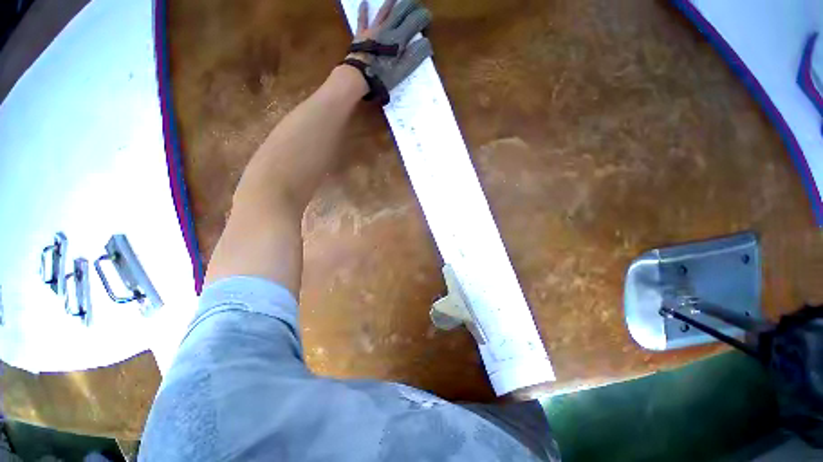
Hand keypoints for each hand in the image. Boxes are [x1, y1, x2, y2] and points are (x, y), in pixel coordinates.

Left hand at [342, 0, 432, 104]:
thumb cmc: (382, 76)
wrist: (359, 76)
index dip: (422, 17)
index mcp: (399, 38)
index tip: (428, 17)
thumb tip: (427, 43)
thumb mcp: (402, 71)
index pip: (414, 22)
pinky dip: (363, 12)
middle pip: (400, 12)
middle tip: (415, 3)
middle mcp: (387, 29)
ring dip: (390, 3)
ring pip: (383, 12)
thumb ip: (415, 56)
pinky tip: (363, 3)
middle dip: (409, 6)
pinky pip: (362, 21)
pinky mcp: (361, 35)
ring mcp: (373, 30)